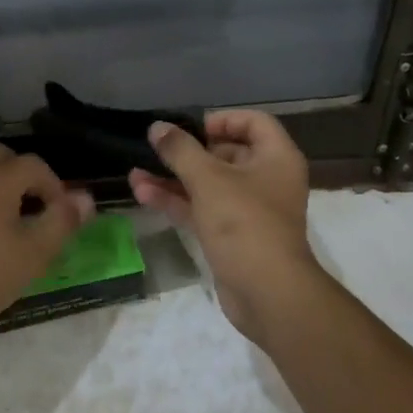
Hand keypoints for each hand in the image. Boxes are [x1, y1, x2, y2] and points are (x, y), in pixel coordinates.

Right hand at [128, 111, 320, 348]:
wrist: (267, 293)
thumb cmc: (244, 222)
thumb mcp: (208, 179)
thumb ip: (180, 150)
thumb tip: (157, 127)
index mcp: (276, 158)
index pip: (254, 122)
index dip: (222, 120)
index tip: (191, 128)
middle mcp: (267, 180)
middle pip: (227, 154)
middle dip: (187, 152)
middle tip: (157, 149)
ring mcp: (249, 210)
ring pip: (208, 184)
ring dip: (174, 178)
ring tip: (135, 171)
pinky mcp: (232, 236)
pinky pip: (202, 209)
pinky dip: (177, 201)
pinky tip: (143, 193)